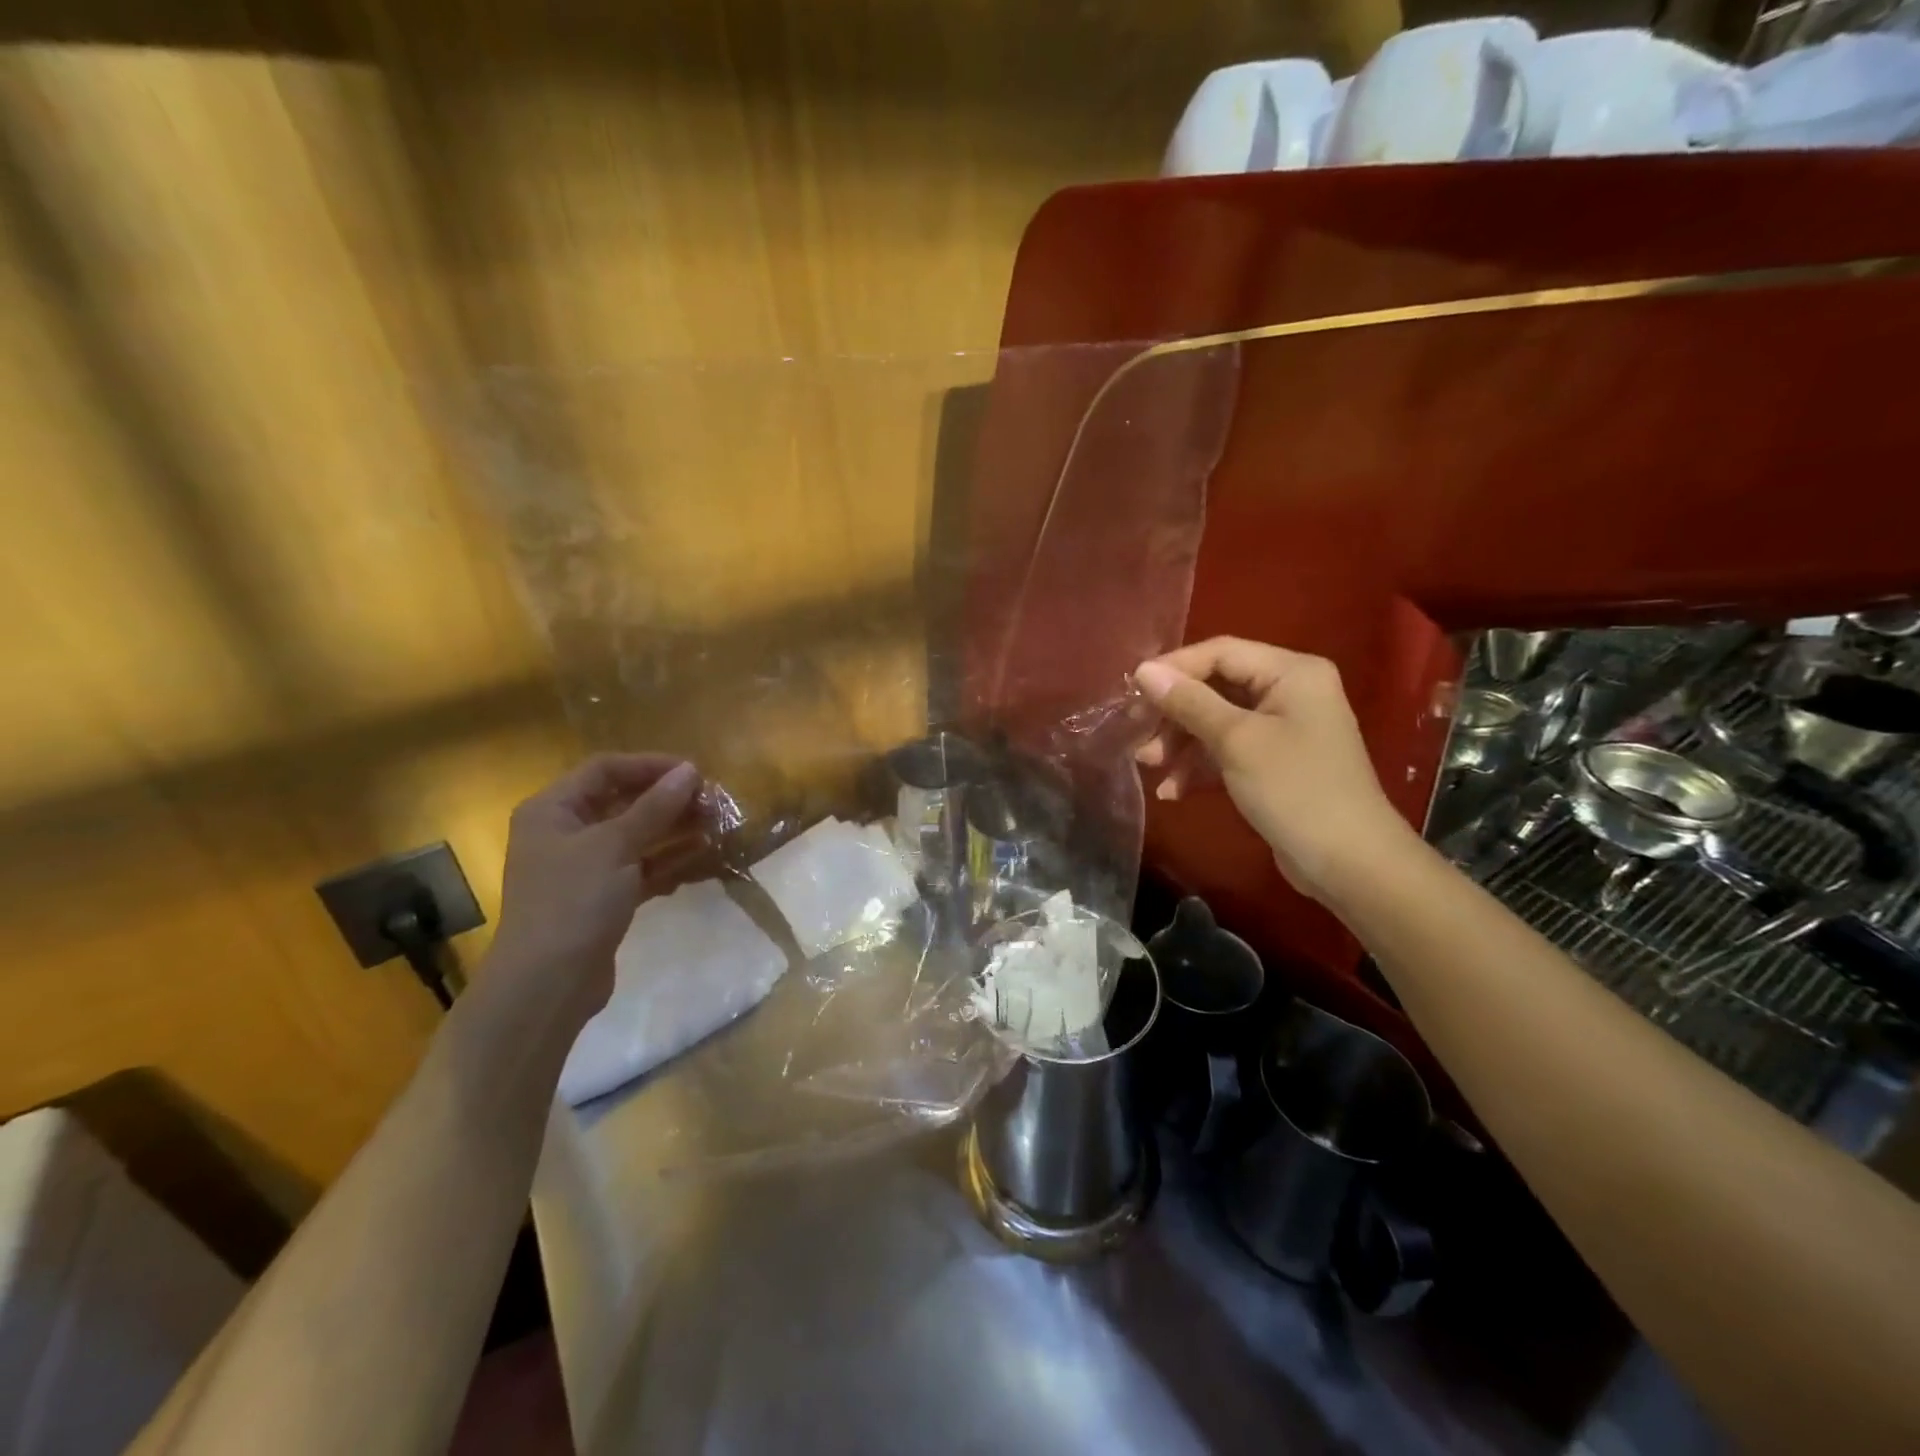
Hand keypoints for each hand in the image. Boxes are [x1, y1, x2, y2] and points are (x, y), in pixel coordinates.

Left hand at [486, 754, 702, 1023]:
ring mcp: (583, 868)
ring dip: (673, 829)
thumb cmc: (574, 902)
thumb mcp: (615, 846)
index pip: (605, 769)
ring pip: (635, 836)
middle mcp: (564, 833)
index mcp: (552, 810)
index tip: (694, 773)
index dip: (650, 765)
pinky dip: (667, 860)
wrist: (547, 984)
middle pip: (622, 801)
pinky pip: (639, 867)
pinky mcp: (602, 898)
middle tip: (712, 802)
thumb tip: (690, 770)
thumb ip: (655, 807)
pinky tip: (701, 857)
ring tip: (715, 825)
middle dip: (667, 799)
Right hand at [1134, 638, 1414, 901]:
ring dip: (1180, 744)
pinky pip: (1227, 752)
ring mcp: (1282, 730)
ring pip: (1216, 723)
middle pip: (1215, 688)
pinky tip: (1172, 792)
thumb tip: (1143, 670)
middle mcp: (1288, 692)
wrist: (1349, 864)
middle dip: (1174, 715)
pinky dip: (1199, 767)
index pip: (1220, 653)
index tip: (1132, 693)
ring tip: (1150, 768)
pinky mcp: (1274, 764)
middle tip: (1138, 737)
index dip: (1174, 670)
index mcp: (1291, 673)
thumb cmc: (1295, 790)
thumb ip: (1189, 702)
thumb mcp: (1237, 741)